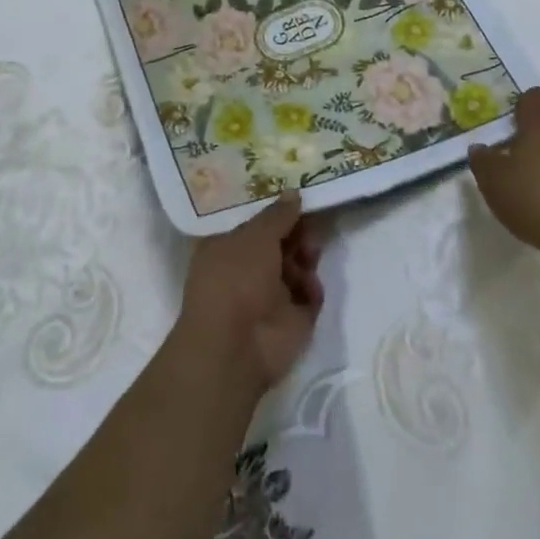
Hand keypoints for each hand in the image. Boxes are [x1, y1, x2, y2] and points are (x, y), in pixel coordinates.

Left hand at [172, 195, 325, 397]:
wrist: (237, 346)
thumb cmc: (236, 279)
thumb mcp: (255, 236)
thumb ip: (278, 215)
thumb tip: (293, 193)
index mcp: (227, 248)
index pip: (256, 225)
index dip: (277, 213)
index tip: (300, 199)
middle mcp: (247, 271)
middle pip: (280, 244)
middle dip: (297, 234)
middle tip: (311, 226)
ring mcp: (270, 297)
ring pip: (296, 266)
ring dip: (306, 257)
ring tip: (309, 255)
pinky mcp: (292, 320)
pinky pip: (309, 295)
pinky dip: (312, 288)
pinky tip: (309, 287)